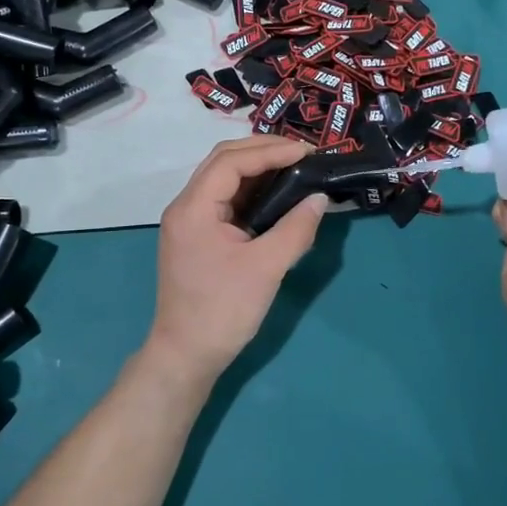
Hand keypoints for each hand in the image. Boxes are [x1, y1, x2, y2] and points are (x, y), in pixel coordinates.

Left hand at [145, 137, 327, 385]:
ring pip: (223, 179)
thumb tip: (320, 199)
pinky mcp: (198, 237)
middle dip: (263, 151)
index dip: (271, 151)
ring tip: (295, 167)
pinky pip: (225, 200)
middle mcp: (185, 206)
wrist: (186, 355)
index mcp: (193, 208)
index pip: (232, 161)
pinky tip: (276, 195)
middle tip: (303, 154)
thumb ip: (295, 229)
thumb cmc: (223, 311)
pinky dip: (251, 191)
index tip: (308, 152)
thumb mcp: (266, 268)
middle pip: (223, 161)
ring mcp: (189, 222)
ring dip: (257, 168)